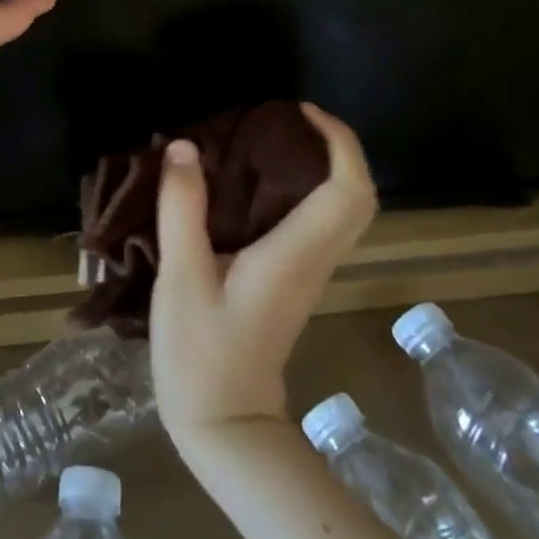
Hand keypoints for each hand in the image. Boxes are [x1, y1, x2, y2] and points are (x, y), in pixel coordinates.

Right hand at [151, 104, 377, 449]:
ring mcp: (307, 273)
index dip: (338, 142)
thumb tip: (184, 147)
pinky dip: (300, 190)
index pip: (347, 191)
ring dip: (319, 166)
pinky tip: (250, 183)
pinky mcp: (292, 281)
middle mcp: (314, 260)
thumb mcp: (182, 277)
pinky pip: (315, 223)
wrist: (225, 427)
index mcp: (295, 254)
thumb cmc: (202, 354)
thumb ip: (182, 208)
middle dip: (336, 148)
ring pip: (340, 211)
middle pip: (357, 198)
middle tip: (287, 119)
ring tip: (265, 139)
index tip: (301, 111)